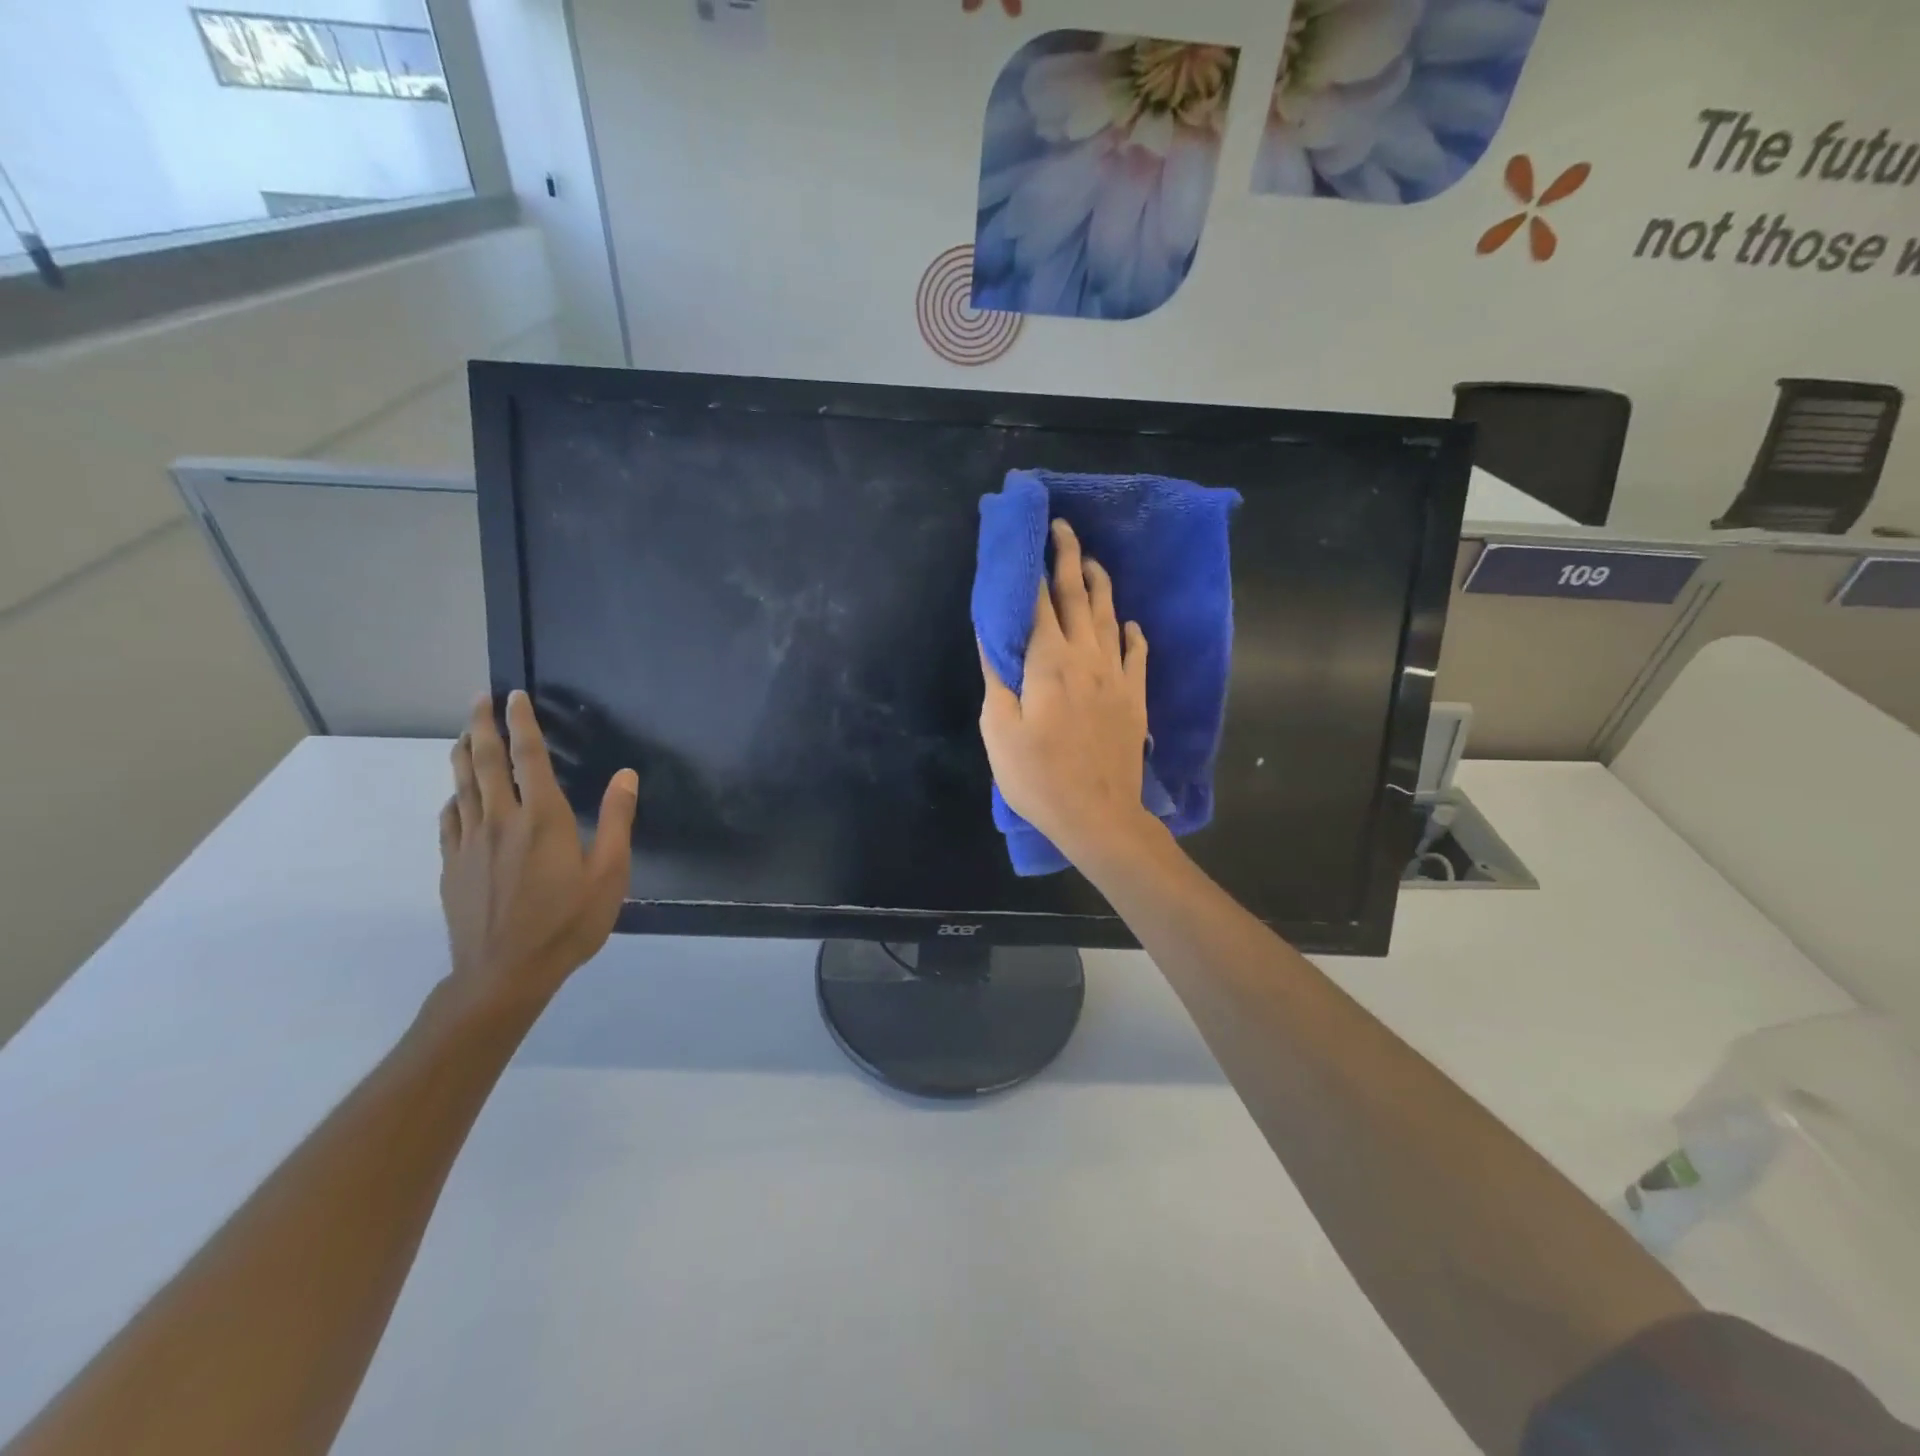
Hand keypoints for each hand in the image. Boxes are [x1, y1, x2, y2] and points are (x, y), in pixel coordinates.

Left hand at [438, 691, 637, 1018]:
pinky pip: (449, 818)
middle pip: (486, 762)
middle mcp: (500, 820)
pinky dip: (454, 796)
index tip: (515, 697)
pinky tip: (457, 795)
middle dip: (483, 726)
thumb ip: (617, 820)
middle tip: (480, 699)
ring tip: (466, 734)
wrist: (503, 975)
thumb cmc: (567, 923)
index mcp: (542, 819)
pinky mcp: (451, 865)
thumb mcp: (610, 874)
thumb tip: (627, 775)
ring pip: (461, 785)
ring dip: (464, 753)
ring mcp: (469, 843)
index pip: (529, 757)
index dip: (523, 723)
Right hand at [979, 519, 1157, 866]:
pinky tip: (1129, 624)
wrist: (1098, 815)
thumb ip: (997, 677)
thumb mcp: (1000, 729)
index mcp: (1048, 662)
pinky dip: (1131, 634)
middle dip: (1068, 558)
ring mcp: (1116, 677)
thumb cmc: (1039, 777)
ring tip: (1092, 561)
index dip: (1033, 567)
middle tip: (1063, 528)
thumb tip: (994, 634)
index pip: (1038, 602)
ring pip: (1109, 617)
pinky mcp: (1134, 698)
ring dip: (1100, 585)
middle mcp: (1086, 658)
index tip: (1031, 536)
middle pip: (1077, 598)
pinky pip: (1136, 655)